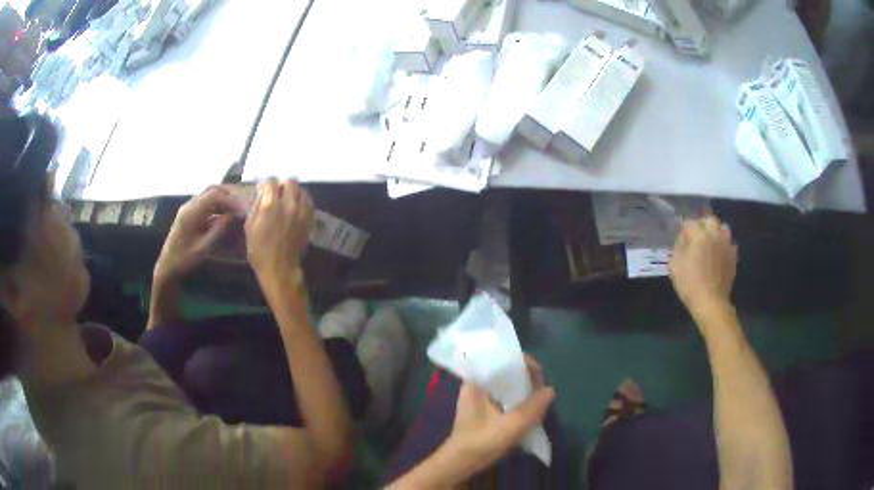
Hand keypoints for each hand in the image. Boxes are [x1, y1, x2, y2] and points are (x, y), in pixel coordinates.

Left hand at [155, 186, 243, 281]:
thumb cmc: (184, 259)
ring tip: (237, 207)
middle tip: (243, 203)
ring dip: (224, 198)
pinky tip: (226, 213)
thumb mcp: (203, 247)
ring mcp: (189, 208)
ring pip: (209, 194)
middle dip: (229, 194)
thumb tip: (234, 215)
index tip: (243, 208)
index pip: (214, 195)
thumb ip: (218, 230)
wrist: (168, 266)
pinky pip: (206, 202)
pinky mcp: (190, 213)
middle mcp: (189, 205)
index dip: (231, 199)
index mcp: (191, 212)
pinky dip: (218, 204)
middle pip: (212, 190)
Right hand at [245, 179, 313, 282]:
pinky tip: (296, 208)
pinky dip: (302, 201)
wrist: (279, 267)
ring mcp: (302, 211)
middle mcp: (289, 204)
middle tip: (276, 194)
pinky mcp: (310, 219)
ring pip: (301, 190)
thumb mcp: (250, 225)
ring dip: (294, 192)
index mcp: (271, 205)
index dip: (266, 185)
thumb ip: (257, 205)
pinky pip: (309, 202)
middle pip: (290, 182)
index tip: (263, 191)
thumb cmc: (259, 249)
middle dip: (282, 185)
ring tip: (287, 201)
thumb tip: (262, 194)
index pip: (271, 181)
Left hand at [444, 355, 555, 476]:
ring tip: (540, 400)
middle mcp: (477, 386)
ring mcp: (479, 400)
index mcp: (477, 381)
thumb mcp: (512, 425)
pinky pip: (504, 400)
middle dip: (527, 381)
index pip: (502, 360)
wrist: (459, 464)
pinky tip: (528, 412)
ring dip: (523, 393)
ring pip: (507, 388)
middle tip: (543, 392)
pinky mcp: (483, 412)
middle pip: (507, 374)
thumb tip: (550, 390)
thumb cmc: (481, 441)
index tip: (540, 376)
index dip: (524, 364)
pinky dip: (517, 403)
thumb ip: (533, 407)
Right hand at [669, 215, 737, 317]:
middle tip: (696, 236)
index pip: (690, 222)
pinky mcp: (733, 256)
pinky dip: (724, 244)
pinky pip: (729, 242)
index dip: (684, 229)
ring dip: (716, 231)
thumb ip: (679, 245)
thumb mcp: (675, 264)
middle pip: (709, 220)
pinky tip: (719, 254)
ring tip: (710, 242)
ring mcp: (727, 244)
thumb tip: (684, 236)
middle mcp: (715, 234)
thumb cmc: (690, 283)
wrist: (711, 302)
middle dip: (702, 224)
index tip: (681, 237)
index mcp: (700, 233)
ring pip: (723, 228)